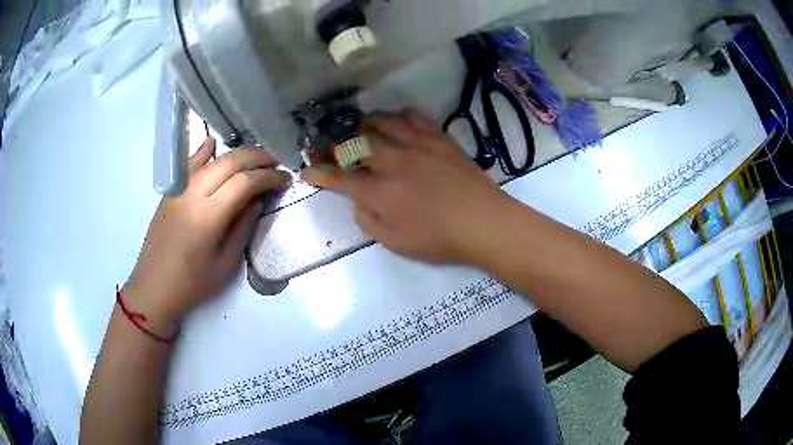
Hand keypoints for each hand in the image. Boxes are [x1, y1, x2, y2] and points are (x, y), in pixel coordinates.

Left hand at [123, 138, 290, 335]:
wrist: (154, 287)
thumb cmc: (192, 284)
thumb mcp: (226, 265)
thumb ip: (243, 228)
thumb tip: (257, 201)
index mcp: (208, 216)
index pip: (244, 182)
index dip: (268, 176)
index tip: (285, 178)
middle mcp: (193, 194)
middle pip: (230, 162)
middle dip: (257, 158)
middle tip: (276, 163)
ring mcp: (179, 190)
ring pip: (212, 160)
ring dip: (237, 155)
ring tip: (256, 159)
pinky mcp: (171, 192)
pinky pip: (189, 166)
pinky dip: (203, 153)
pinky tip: (212, 143)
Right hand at [302, 111, 509, 263]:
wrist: (483, 221)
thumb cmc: (438, 238)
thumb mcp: (395, 242)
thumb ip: (368, 219)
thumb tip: (357, 199)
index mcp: (379, 191)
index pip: (338, 176)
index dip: (319, 172)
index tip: (306, 169)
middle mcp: (392, 160)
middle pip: (354, 141)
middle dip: (335, 143)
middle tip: (331, 145)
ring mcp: (416, 145)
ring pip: (380, 122)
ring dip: (363, 124)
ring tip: (359, 129)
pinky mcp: (437, 138)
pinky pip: (412, 117)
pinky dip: (398, 117)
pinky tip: (396, 123)